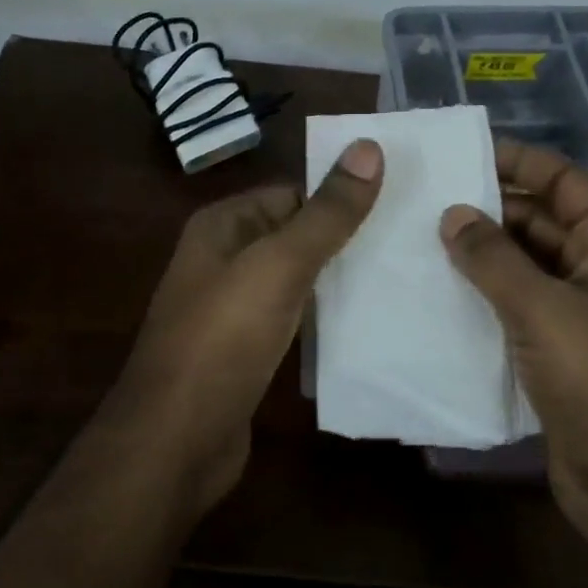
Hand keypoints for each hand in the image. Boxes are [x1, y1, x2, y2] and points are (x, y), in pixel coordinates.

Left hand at [96, 139, 383, 519]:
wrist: (177, 440)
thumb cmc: (223, 339)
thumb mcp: (279, 265)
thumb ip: (326, 213)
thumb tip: (368, 147)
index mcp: (221, 227)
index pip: (291, 194)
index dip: (339, 197)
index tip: (398, 205)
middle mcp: (223, 260)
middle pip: (295, 236)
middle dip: (345, 240)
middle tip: (410, 244)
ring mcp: (232, 309)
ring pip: (296, 280)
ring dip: (338, 280)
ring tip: (401, 279)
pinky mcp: (246, 351)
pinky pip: (292, 319)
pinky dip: (324, 318)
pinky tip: (367, 325)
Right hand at [439, 140, 587, 562]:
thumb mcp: (542, 309)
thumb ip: (494, 258)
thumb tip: (453, 214)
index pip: (565, 181)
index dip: (519, 161)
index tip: (463, 154)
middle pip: (544, 220)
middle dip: (492, 208)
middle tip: (427, 200)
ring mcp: (584, 312)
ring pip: (528, 265)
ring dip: (484, 254)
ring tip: (423, 241)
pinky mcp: (563, 351)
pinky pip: (521, 306)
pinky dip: (487, 295)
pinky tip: (442, 294)